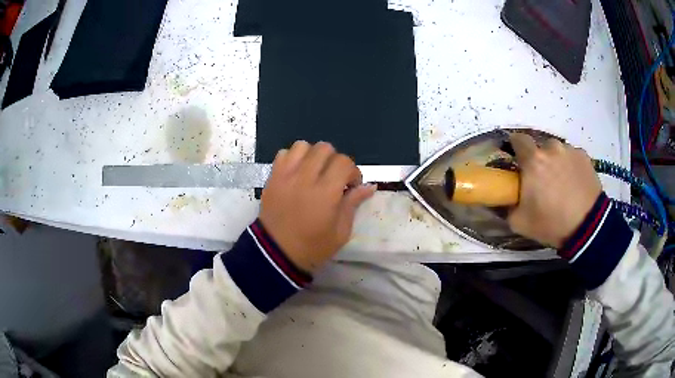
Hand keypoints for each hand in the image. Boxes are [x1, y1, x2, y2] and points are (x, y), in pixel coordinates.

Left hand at [259, 141, 375, 271]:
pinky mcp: (272, 177)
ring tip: (314, 172)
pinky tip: (297, 173)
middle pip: (325, 148)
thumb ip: (353, 204)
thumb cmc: (312, 246)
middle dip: (335, 161)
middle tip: (334, 178)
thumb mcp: (341, 232)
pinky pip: (284, 153)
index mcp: (325, 193)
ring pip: (303, 145)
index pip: (344, 162)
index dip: (353, 171)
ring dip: (313, 155)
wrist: (276, 253)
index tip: (351, 186)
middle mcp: (305, 178)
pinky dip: (293, 158)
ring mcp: (286, 175)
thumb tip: (370, 186)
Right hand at [508, 133, 601, 248]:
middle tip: (542, 179)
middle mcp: (551, 148)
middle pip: (540, 147)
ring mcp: (570, 151)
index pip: (518, 139)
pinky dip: (570, 166)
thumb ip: (508, 206)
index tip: (518, 160)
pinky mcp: (584, 157)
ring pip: (557, 151)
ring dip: (556, 161)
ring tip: (562, 183)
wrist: (587, 227)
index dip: (516, 147)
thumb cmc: (552, 223)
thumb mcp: (520, 222)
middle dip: (539, 159)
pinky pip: (572, 156)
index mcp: (533, 160)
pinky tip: (574, 184)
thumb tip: (505, 198)